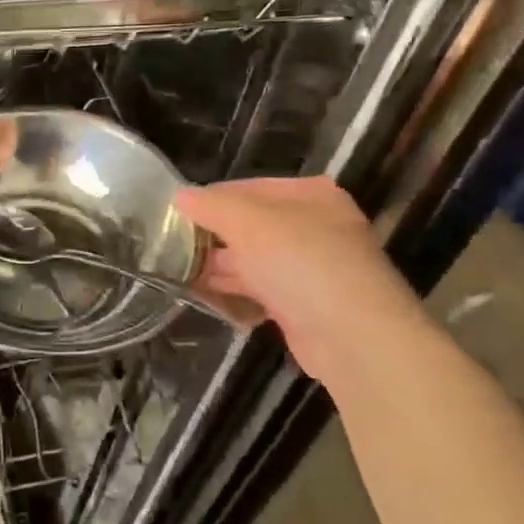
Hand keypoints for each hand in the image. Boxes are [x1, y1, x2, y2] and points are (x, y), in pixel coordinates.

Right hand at [175, 176, 425, 379]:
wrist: (352, 336)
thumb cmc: (300, 262)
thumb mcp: (248, 222)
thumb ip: (211, 206)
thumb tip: (180, 197)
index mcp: (309, 195)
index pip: (248, 187)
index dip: (210, 199)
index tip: (174, 215)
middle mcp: (314, 226)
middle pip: (251, 224)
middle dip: (212, 235)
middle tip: (171, 246)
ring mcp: (311, 268)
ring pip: (253, 259)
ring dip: (218, 265)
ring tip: (177, 270)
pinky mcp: (304, 304)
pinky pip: (260, 290)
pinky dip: (234, 291)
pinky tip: (203, 294)